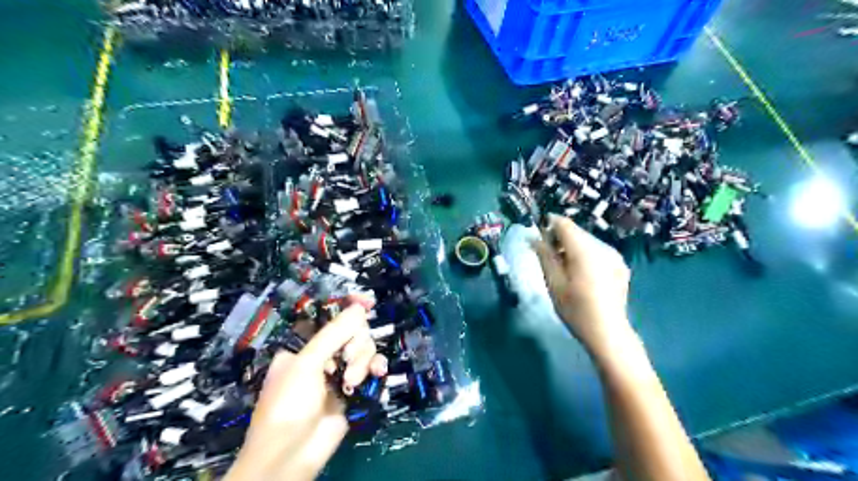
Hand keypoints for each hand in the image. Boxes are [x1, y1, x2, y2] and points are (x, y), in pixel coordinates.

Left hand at [229, 300, 388, 480]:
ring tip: (351, 381)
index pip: (330, 318)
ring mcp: (339, 372)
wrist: (291, 456)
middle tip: (347, 358)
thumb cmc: (288, 404)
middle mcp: (323, 355)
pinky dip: (376, 368)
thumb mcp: (307, 364)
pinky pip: (371, 369)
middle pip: (352, 332)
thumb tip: (360, 307)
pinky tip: (377, 374)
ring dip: (363, 361)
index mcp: (304, 345)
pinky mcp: (353, 389)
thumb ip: (334, 334)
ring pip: (364, 349)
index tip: (368, 301)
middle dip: (355, 343)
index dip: (348, 308)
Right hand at [534, 216, 631, 354]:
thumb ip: (544, 256)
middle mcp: (602, 247)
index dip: (549, 224)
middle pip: (577, 232)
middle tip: (548, 255)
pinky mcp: (620, 265)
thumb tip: (533, 237)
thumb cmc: (575, 309)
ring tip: (564, 267)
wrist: (608, 332)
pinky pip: (598, 251)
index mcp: (584, 250)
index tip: (538, 233)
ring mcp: (614, 256)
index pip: (565, 224)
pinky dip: (586, 255)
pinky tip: (582, 274)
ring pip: (587, 241)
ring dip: (573, 247)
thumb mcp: (553, 283)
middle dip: (560, 238)